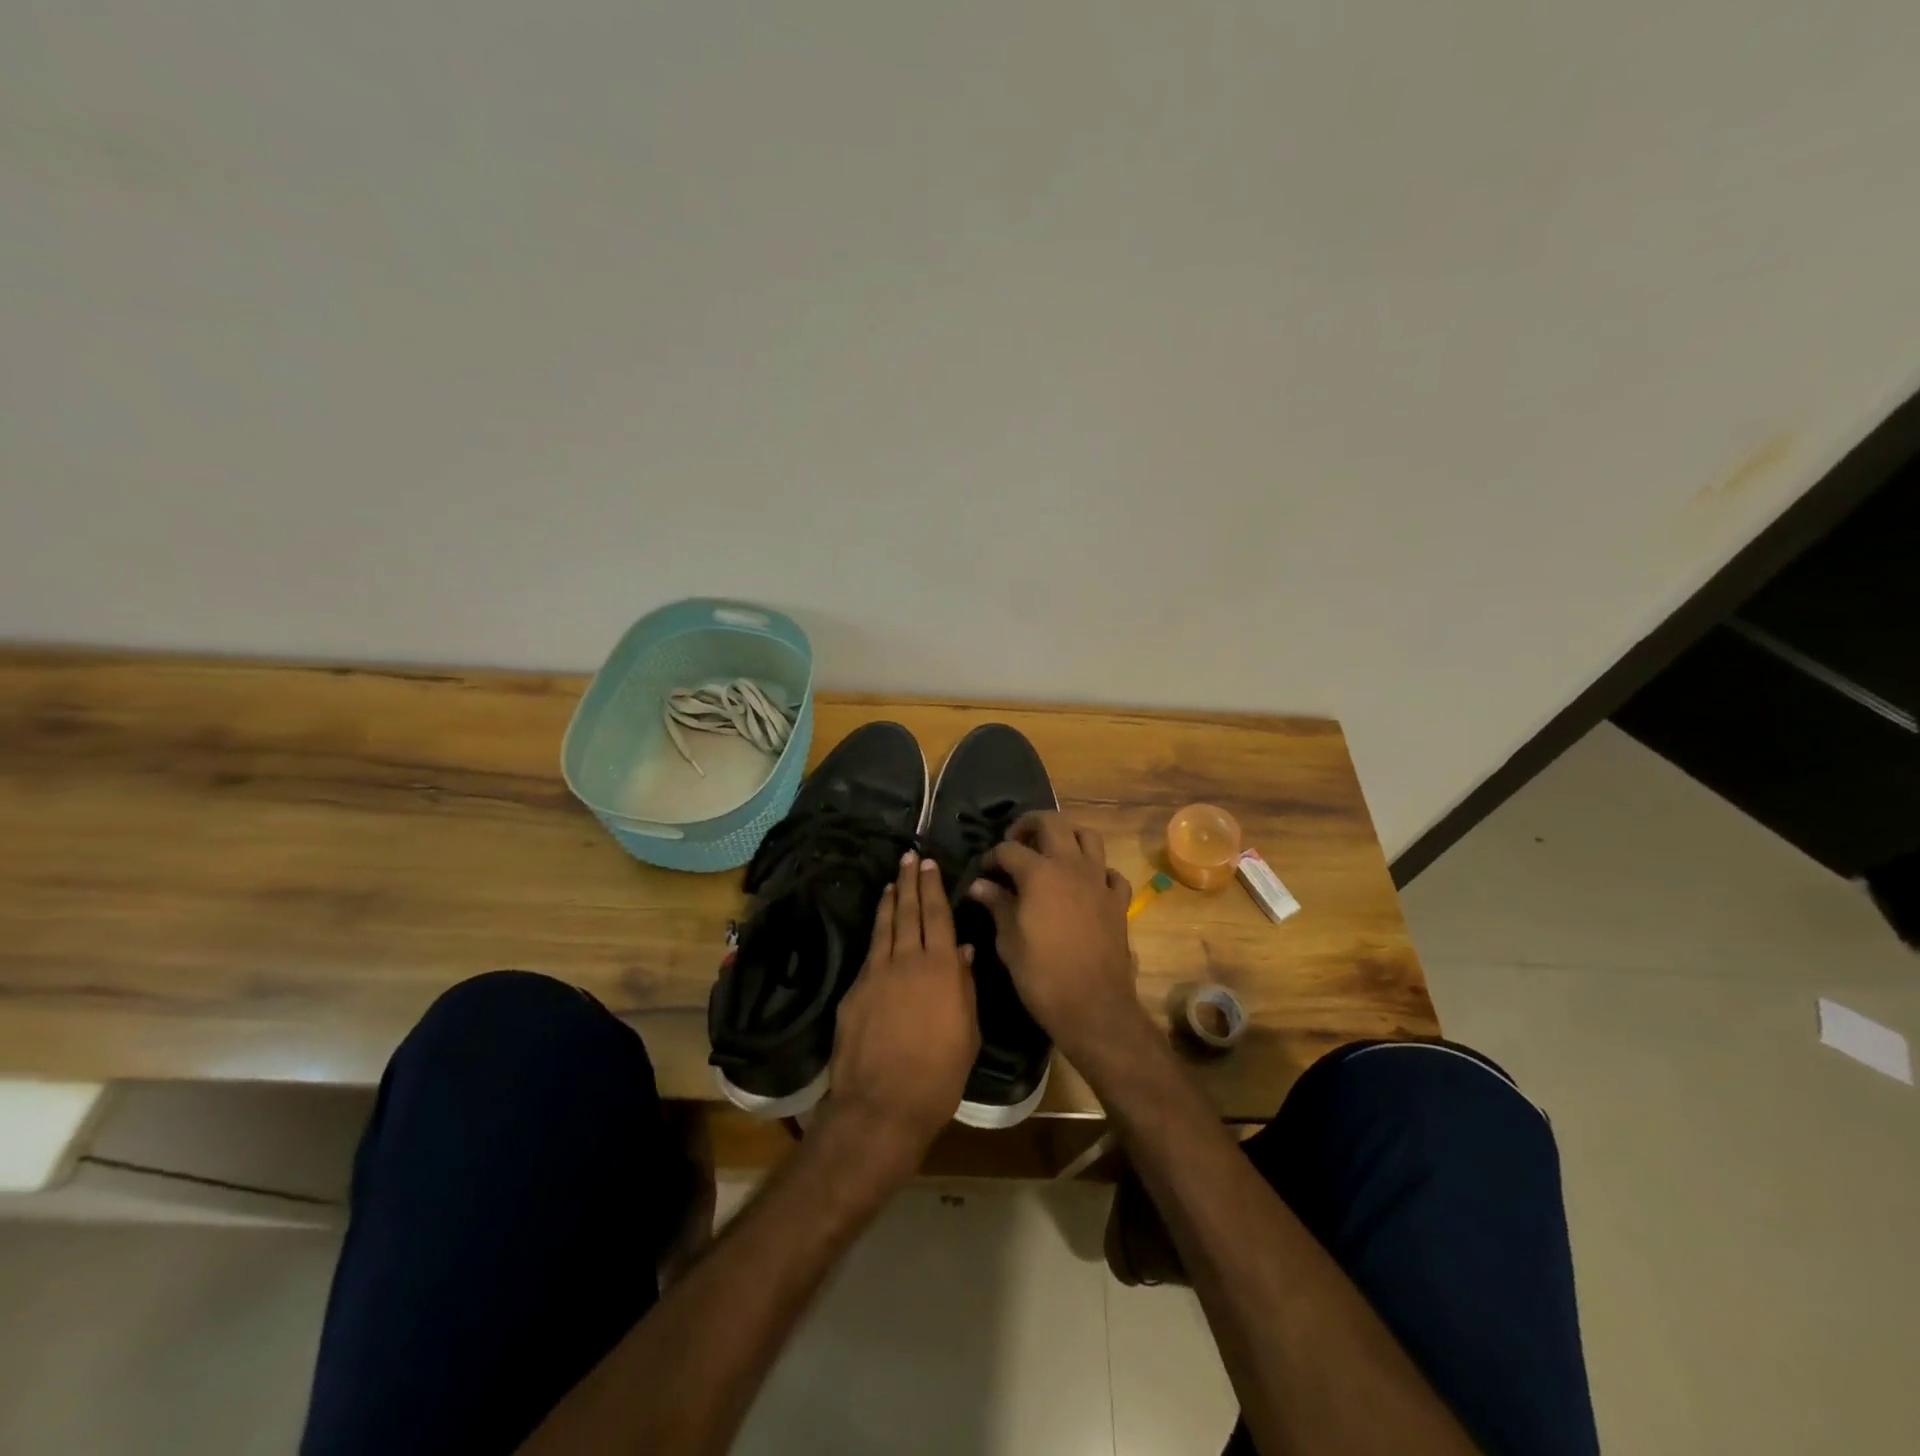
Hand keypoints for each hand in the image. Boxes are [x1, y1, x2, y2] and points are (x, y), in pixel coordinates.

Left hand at [824, 851, 980, 1177]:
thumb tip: (964, 952)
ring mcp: (876, 973)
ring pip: (884, 927)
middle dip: (909, 882)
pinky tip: (878, 928)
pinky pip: (869, 952)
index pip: (938, 916)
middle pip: (908, 912)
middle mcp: (908, 960)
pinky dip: (875, 932)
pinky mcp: (854, 991)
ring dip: (889, 901)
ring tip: (892, 881)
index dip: (933, 888)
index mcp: (941, 968)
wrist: (881, 1104)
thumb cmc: (938, 1075)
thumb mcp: (968, 1033)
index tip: (930, 864)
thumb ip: (965, 987)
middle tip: (909, 857)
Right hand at [968, 812, 1143, 1062]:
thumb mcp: (1008, 940)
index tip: (983, 871)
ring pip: (1088, 837)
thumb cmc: (1041, 974)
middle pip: (1052, 823)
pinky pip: (1110, 873)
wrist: (1092, 1006)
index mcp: (1039, 872)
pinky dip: (1097, 871)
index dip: (992, 857)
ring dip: (1067, 837)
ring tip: (1052, 853)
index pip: (1009, 849)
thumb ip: (997, 905)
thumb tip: (980, 885)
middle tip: (1016, 842)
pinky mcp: (1118, 901)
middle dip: (1029, 825)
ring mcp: (1099, 881)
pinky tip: (1085, 884)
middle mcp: (1071, 866)